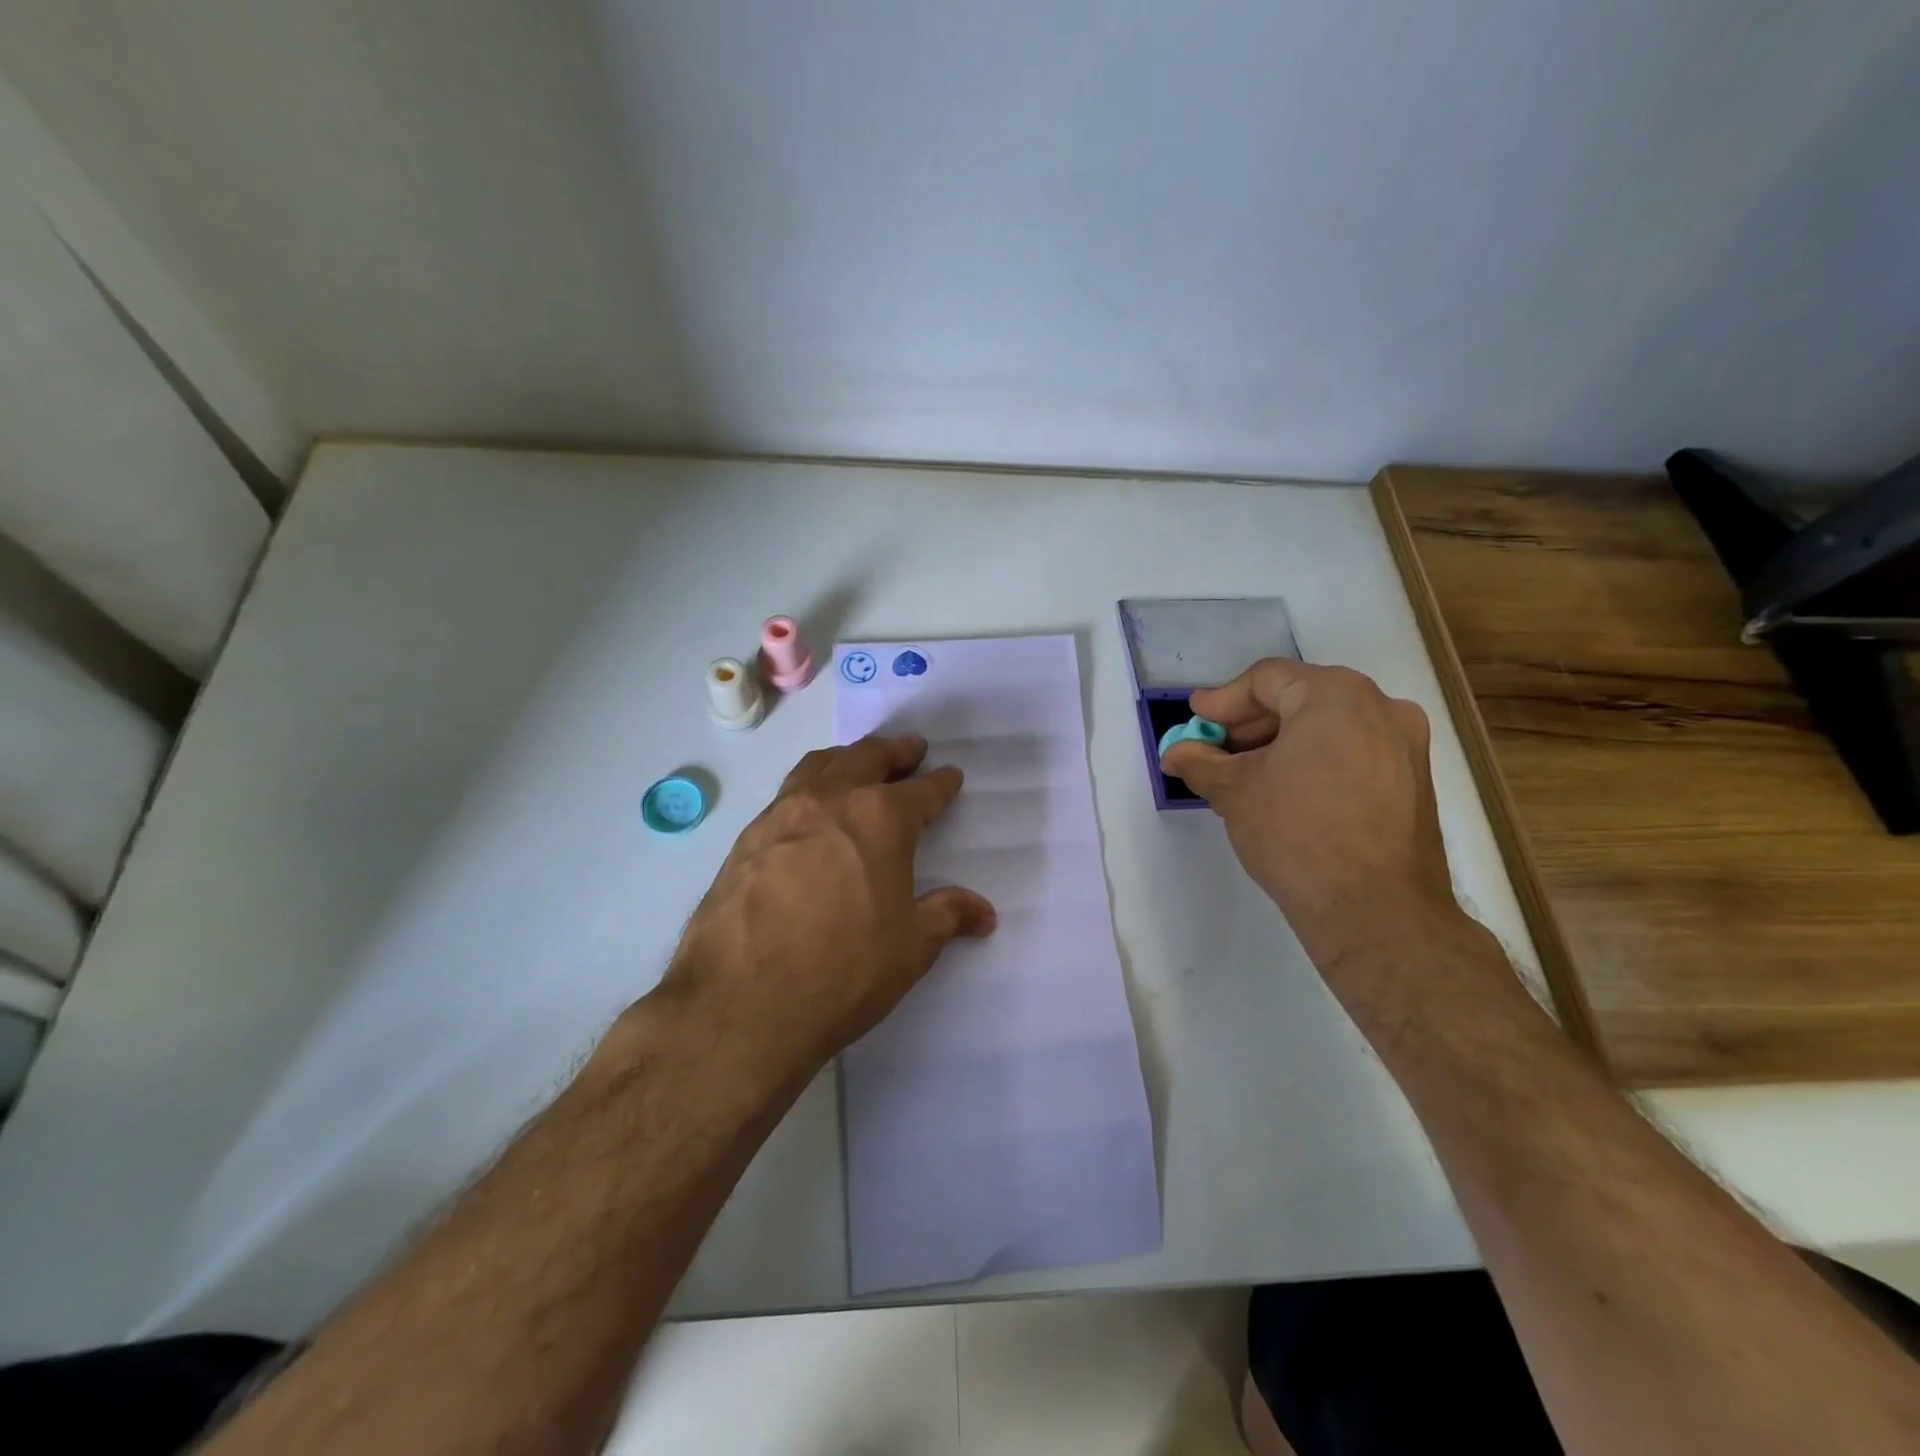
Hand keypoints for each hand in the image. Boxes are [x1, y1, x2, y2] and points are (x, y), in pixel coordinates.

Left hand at [660, 735, 995, 1082]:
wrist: (740, 1003)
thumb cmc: (842, 971)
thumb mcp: (910, 948)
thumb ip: (947, 916)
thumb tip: (984, 912)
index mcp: (881, 819)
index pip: (922, 790)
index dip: (941, 783)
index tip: (950, 777)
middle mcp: (831, 800)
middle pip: (868, 757)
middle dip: (895, 751)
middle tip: (911, 749)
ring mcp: (782, 814)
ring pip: (821, 765)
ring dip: (848, 758)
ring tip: (859, 763)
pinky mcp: (746, 838)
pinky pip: (786, 793)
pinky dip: (809, 785)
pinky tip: (810, 811)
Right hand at [1159, 659, 1463, 988]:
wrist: (1374, 911)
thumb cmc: (1296, 833)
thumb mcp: (1233, 791)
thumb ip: (1199, 762)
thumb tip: (1175, 752)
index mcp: (1336, 695)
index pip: (1266, 680)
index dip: (1223, 701)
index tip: (1195, 721)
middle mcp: (1380, 707)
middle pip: (1299, 699)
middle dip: (1250, 725)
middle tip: (1213, 751)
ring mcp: (1406, 745)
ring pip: (1328, 727)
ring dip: (1280, 745)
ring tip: (1244, 777)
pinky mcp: (1414, 782)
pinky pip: (1352, 753)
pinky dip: (1314, 762)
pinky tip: (1285, 793)